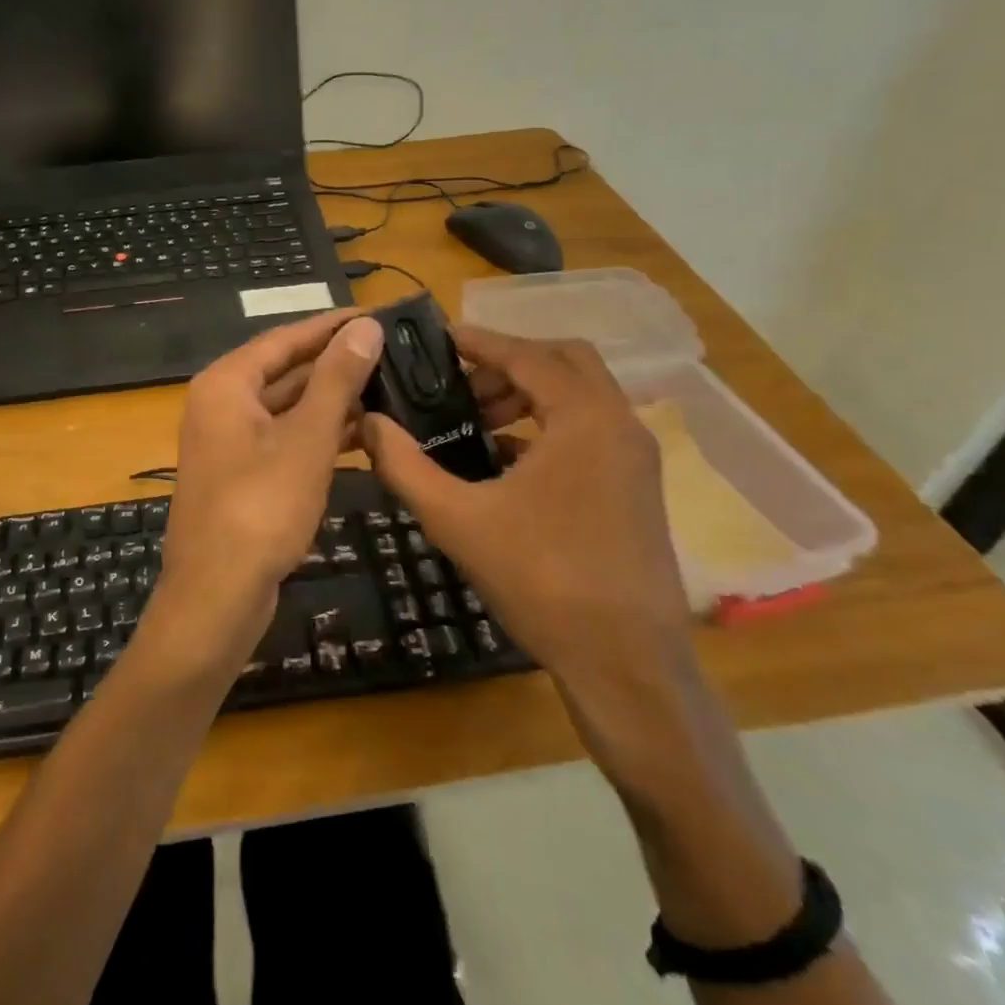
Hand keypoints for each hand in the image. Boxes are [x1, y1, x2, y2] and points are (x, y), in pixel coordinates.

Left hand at [138, 310, 385, 677]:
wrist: (216, 598)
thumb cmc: (260, 509)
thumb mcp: (306, 439)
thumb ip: (336, 380)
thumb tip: (365, 327)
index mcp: (226, 384)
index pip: (286, 338)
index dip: (332, 325)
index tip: (377, 314)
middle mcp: (222, 404)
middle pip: (286, 370)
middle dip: (337, 362)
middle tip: (393, 350)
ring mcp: (231, 442)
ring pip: (289, 407)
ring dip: (333, 400)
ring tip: (390, 387)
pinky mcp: (244, 475)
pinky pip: (287, 439)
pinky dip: (321, 435)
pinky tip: (365, 434)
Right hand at [362, 328, 693, 695]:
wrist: (627, 667)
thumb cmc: (542, 580)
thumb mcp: (457, 519)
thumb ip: (405, 466)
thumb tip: (367, 423)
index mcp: (584, 419)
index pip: (527, 355)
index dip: (480, 341)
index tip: (440, 337)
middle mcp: (619, 426)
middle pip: (564, 362)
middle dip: (508, 363)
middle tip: (458, 383)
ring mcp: (635, 459)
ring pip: (580, 397)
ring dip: (528, 394)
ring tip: (474, 419)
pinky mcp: (638, 489)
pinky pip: (589, 431)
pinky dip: (548, 425)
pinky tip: (503, 458)